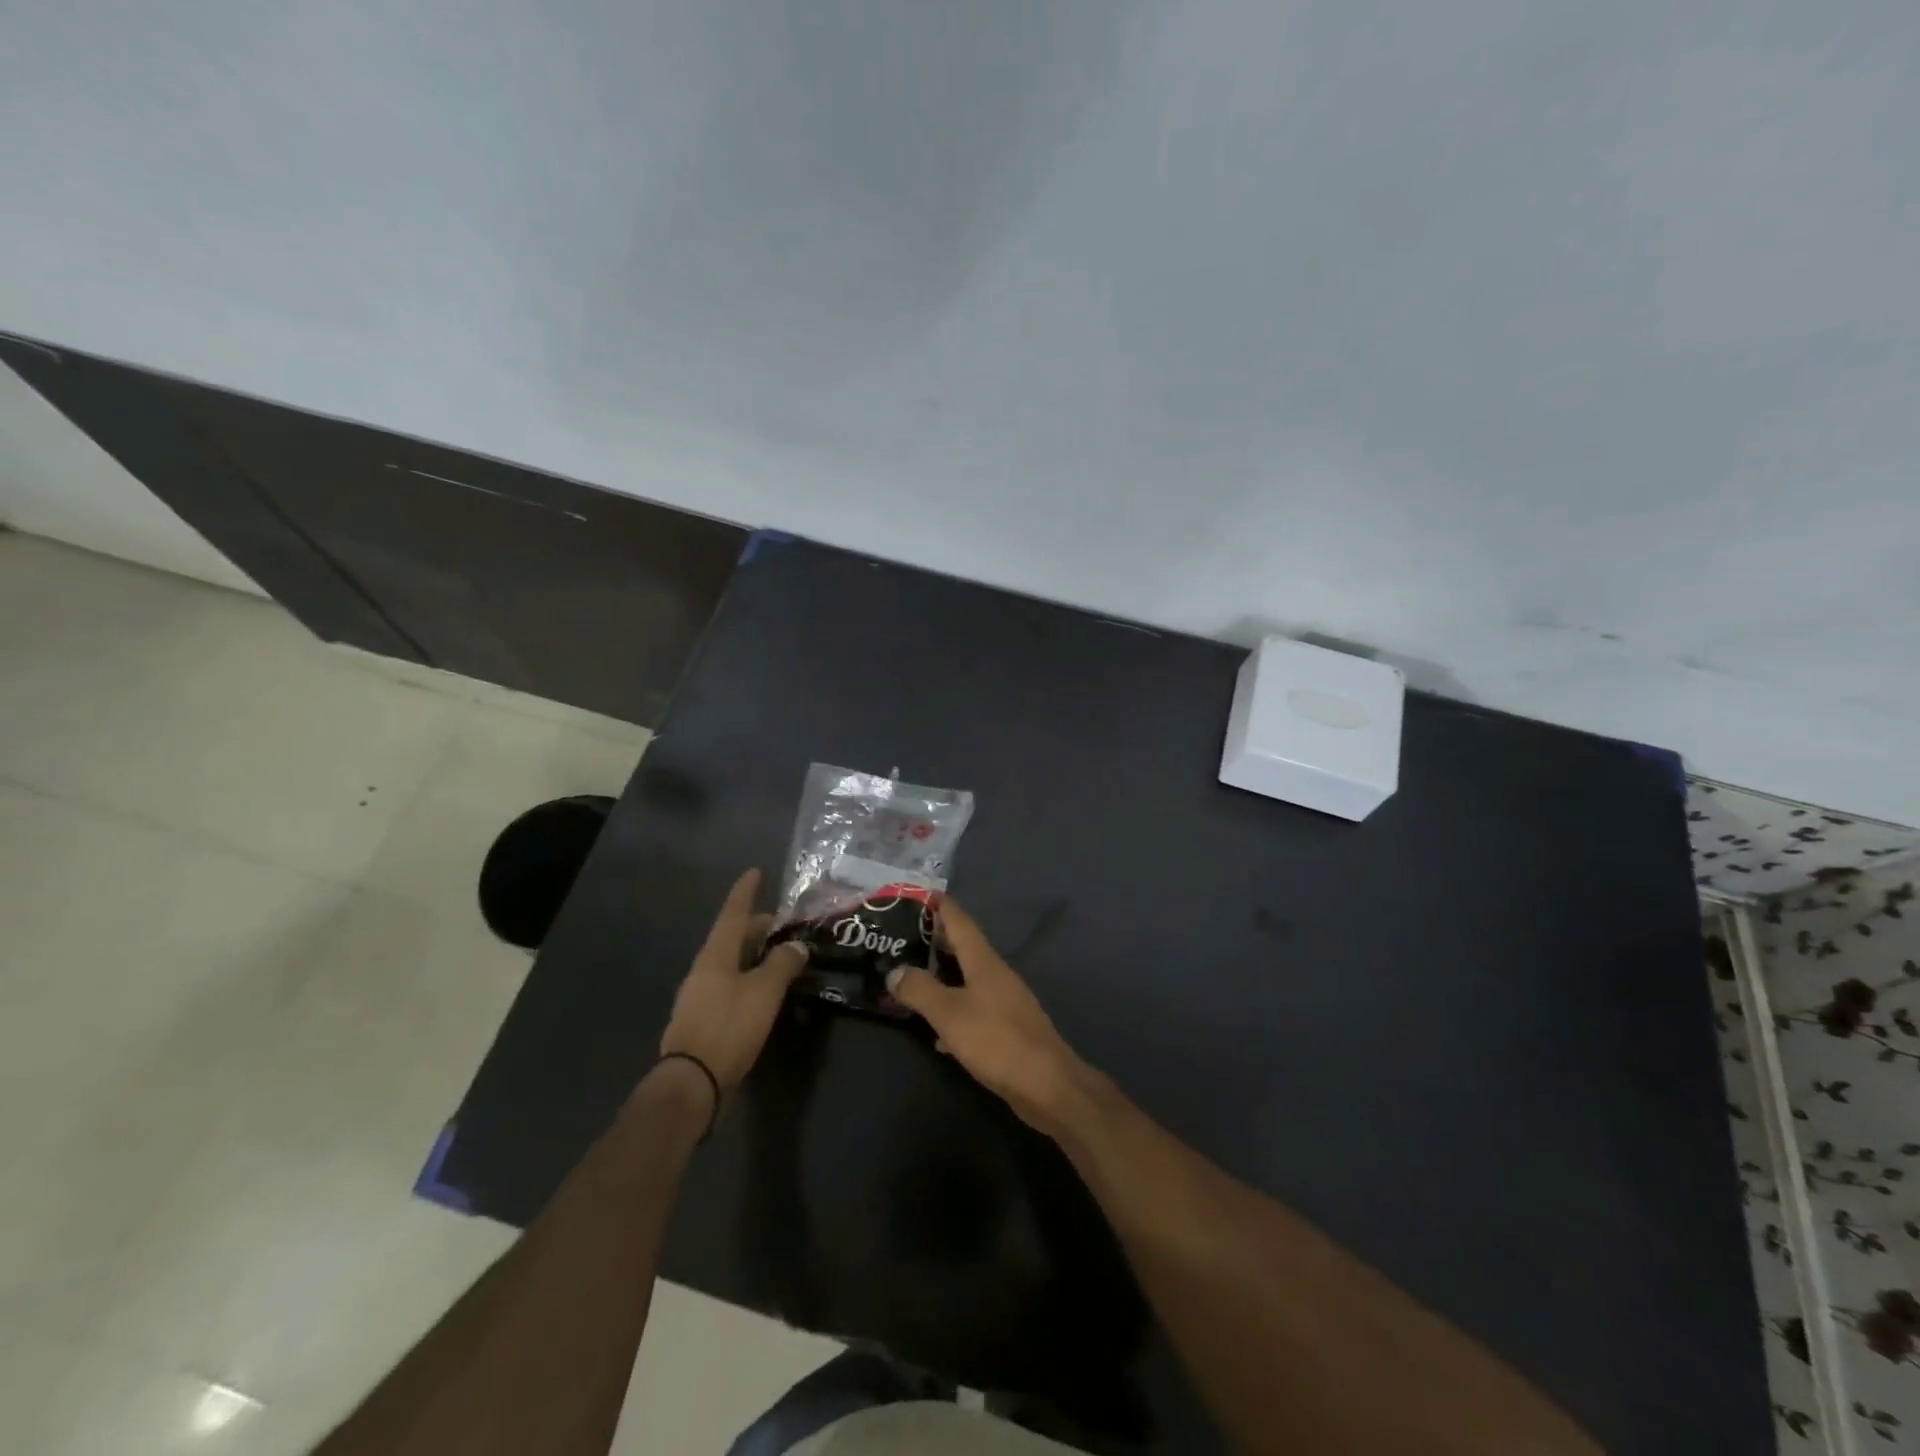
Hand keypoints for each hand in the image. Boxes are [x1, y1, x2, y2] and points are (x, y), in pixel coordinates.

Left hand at [659, 869, 807, 1091]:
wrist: (691, 1082)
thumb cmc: (729, 1026)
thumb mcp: (764, 991)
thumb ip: (782, 964)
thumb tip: (796, 946)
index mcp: (716, 953)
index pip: (734, 912)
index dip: (746, 891)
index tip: (756, 871)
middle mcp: (705, 967)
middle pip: (734, 936)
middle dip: (758, 927)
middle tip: (786, 925)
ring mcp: (701, 993)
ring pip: (732, 961)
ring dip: (756, 953)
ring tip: (782, 956)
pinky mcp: (705, 1017)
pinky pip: (731, 983)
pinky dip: (750, 976)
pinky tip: (766, 989)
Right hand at [885, 900, 1095, 1136]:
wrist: (1048, 1085)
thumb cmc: (997, 1040)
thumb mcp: (950, 1014)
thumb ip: (920, 990)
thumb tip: (894, 971)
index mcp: (984, 961)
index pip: (959, 920)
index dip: (939, 905)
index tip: (915, 895)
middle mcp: (995, 973)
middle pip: (962, 946)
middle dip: (934, 939)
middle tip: (900, 937)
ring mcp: (1003, 1000)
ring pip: (966, 978)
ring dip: (941, 974)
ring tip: (910, 976)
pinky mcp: (1005, 1028)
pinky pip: (972, 1008)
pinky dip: (951, 1009)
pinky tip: (935, 1029)